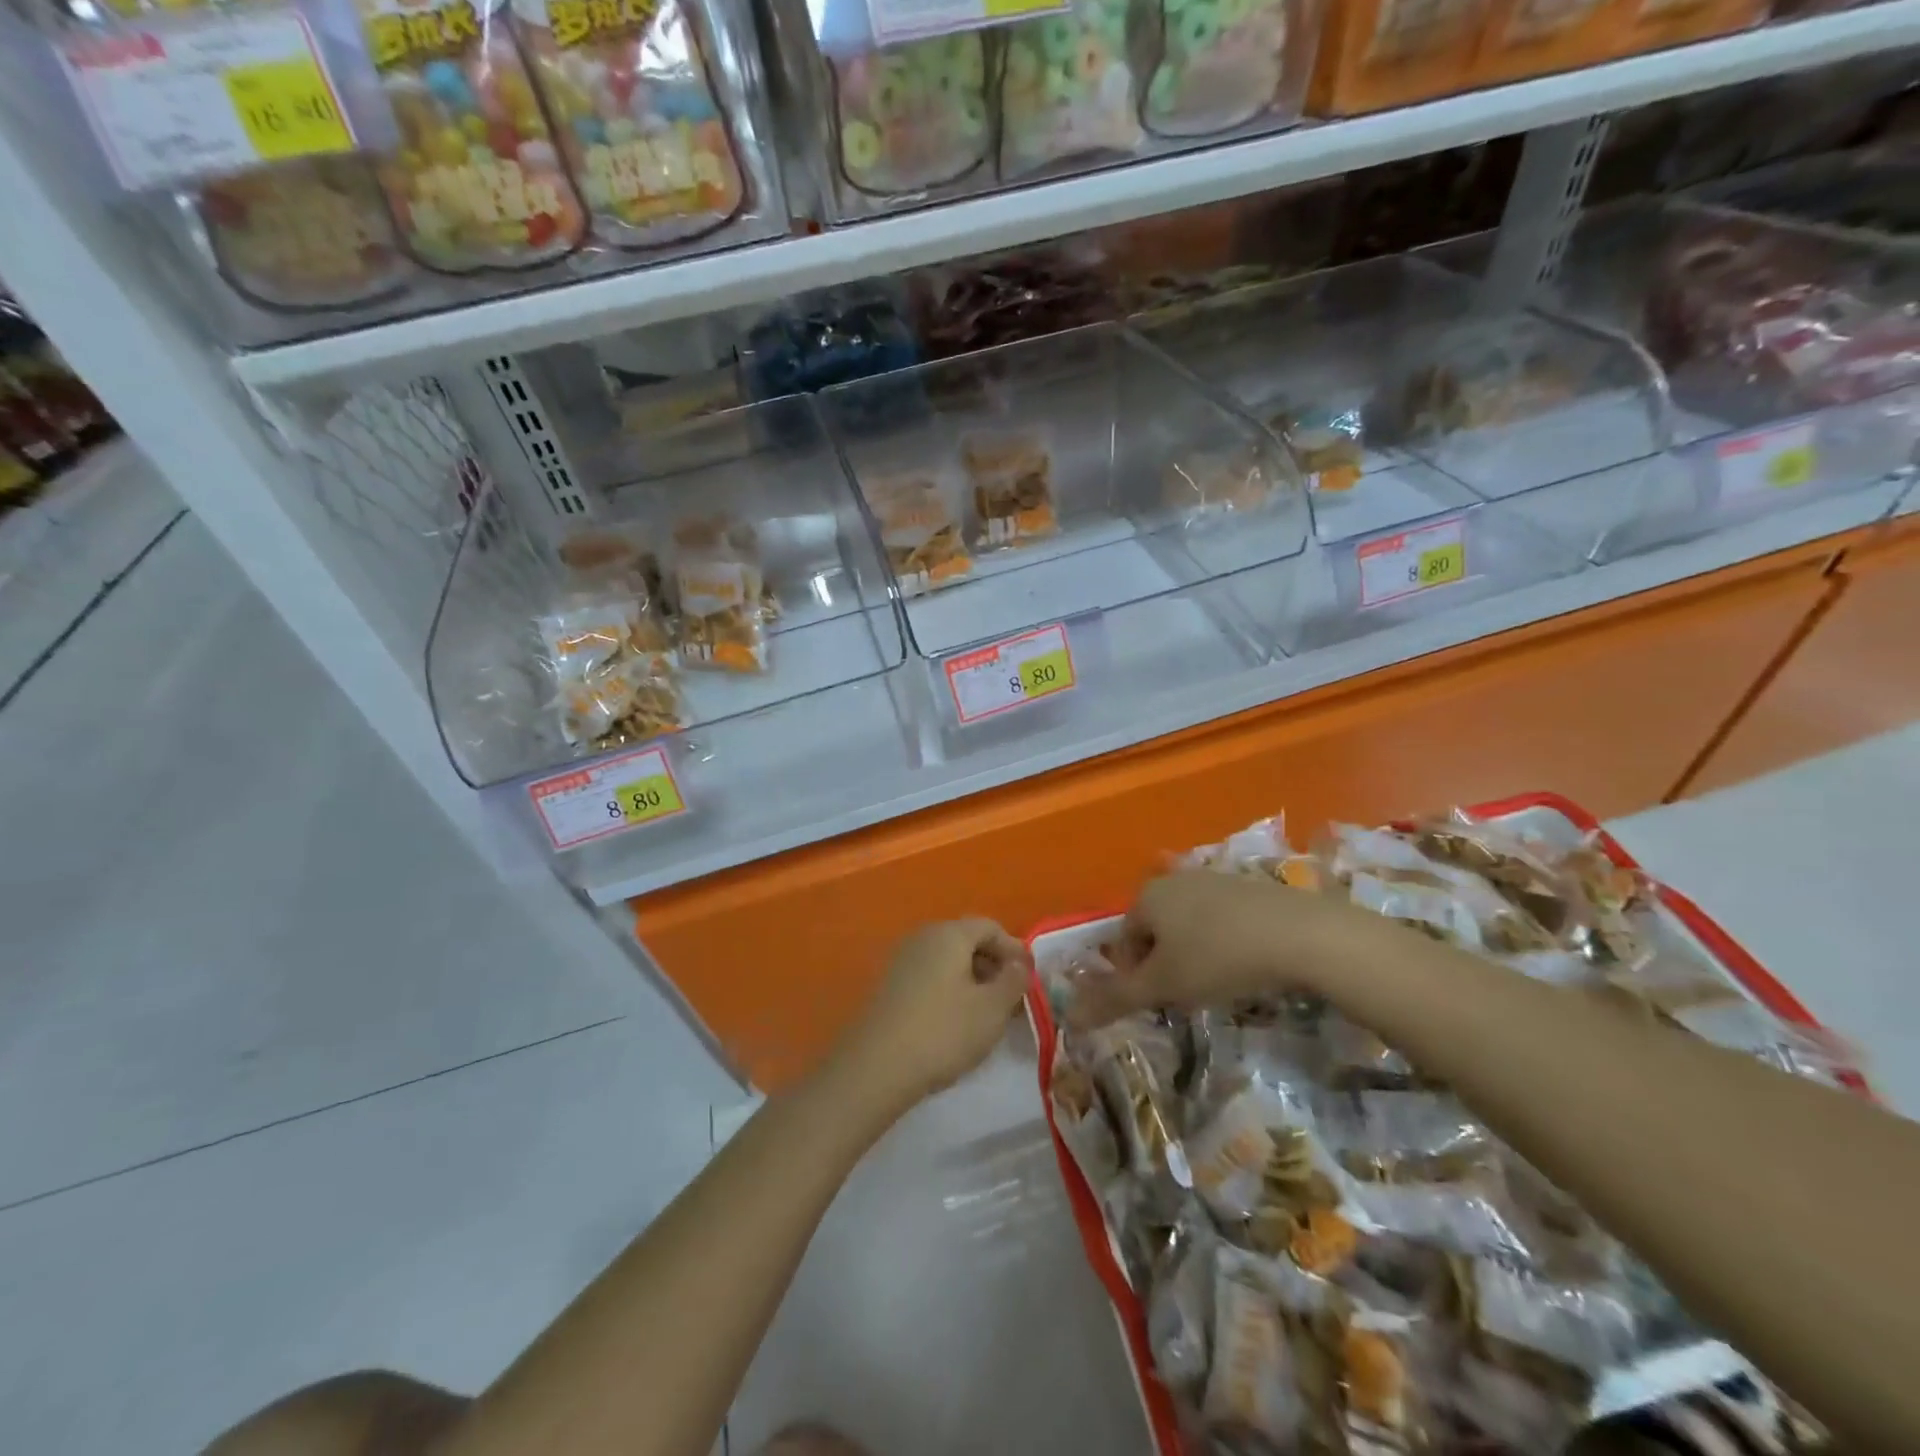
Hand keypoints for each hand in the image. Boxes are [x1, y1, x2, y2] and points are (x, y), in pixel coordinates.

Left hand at [834, 918, 1030, 1114]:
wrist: (876, 1065)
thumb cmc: (944, 1030)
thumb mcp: (992, 1008)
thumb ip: (1014, 981)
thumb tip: (1020, 963)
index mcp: (949, 933)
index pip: (990, 927)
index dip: (1014, 949)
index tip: (1030, 978)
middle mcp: (923, 937)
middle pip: (967, 941)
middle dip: (994, 965)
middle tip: (1013, 998)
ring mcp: (901, 960)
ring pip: (947, 961)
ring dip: (972, 980)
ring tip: (988, 1014)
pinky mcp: (889, 986)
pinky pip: (929, 977)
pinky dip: (950, 990)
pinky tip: (957, 1022)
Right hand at [1070, 871, 1352, 1027]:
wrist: (1300, 934)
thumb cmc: (1217, 958)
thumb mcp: (1163, 986)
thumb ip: (1114, 999)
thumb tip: (1068, 1018)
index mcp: (1146, 896)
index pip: (1123, 941)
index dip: (1134, 977)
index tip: (1159, 1003)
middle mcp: (1174, 879)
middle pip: (1154, 931)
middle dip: (1164, 965)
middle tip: (1187, 996)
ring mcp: (1213, 879)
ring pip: (1188, 925)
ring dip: (1193, 954)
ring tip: (1217, 984)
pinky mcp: (1249, 886)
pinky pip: (1221, 919)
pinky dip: (1223, 943)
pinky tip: (1245, 965)